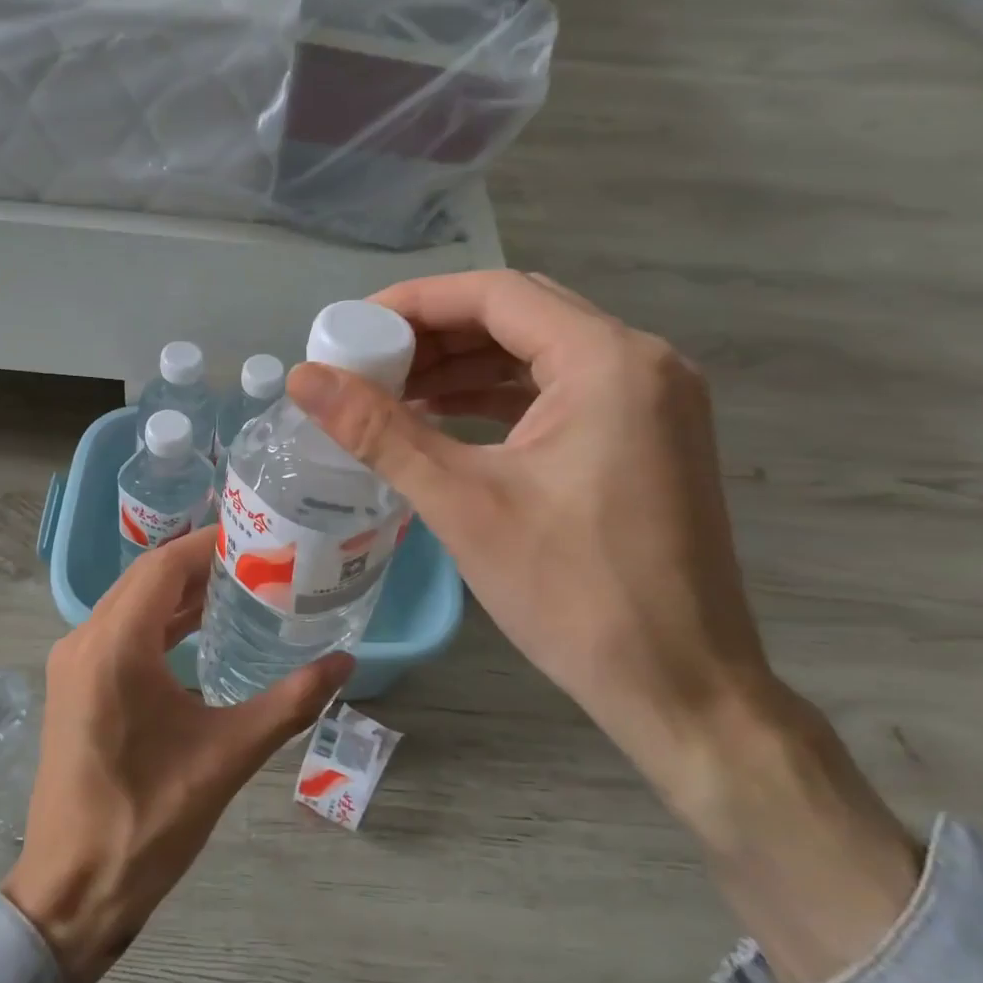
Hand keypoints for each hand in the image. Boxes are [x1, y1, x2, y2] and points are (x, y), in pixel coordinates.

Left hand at [1, 529, 350, 982]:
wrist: (72, 892)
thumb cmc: (148, 823)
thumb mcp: (227, 757)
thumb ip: (290, 702)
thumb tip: (345, 662)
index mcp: (115, 647)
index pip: (165, 567)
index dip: (209, 543)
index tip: (257, 534)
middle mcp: (85, 640)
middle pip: (146, 578)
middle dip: (200, 563)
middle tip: (259, 557)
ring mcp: (75, 663)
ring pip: (132, 603)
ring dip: (179, 592)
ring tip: (240, 585)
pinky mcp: (76, 685)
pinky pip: (121, 631)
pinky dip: (160, 621)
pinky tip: (201, 631)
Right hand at [288, 271, 917, 982]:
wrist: (681, 689)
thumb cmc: (572, 593)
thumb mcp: (463, 503)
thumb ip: (378, 431)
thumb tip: (302, 377)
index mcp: (608, 362)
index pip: (496, 294)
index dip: (414, 303)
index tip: (353, 329)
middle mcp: (642, 362)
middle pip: (520, 315)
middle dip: (437, 335)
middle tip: (369, 363)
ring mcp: (654, 401)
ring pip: (540, 354)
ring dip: (466, 366)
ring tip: (394, 393)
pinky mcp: (648, 438)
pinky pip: (562, 392)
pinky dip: (500, 398)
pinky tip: (447, 420)